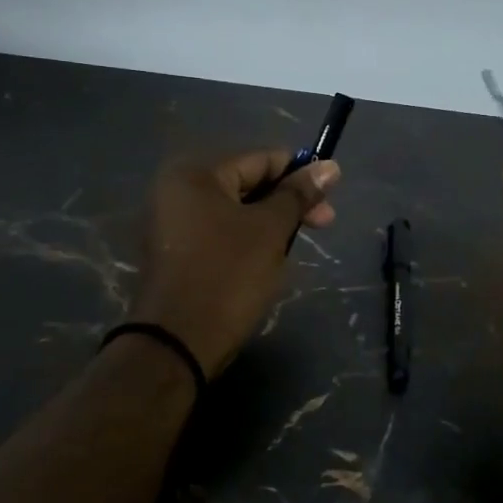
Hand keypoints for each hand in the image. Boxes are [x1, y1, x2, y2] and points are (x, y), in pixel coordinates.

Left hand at [128, 149, 340, 378]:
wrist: (177, 342)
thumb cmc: (228, 276)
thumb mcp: (270, 230)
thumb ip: (298, 195)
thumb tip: (330, 166)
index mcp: (194, 173)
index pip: (260, 159)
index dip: (300, 174)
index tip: (332, 195)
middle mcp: (175, 190)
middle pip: (245, 184)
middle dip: (286, 204)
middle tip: (323, 225)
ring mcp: (170, 224)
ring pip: (234, 213)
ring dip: (268, 226)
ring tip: (292, 249)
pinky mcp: (173, 254)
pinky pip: (218, 235)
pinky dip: (245, 243)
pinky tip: (266, 263)